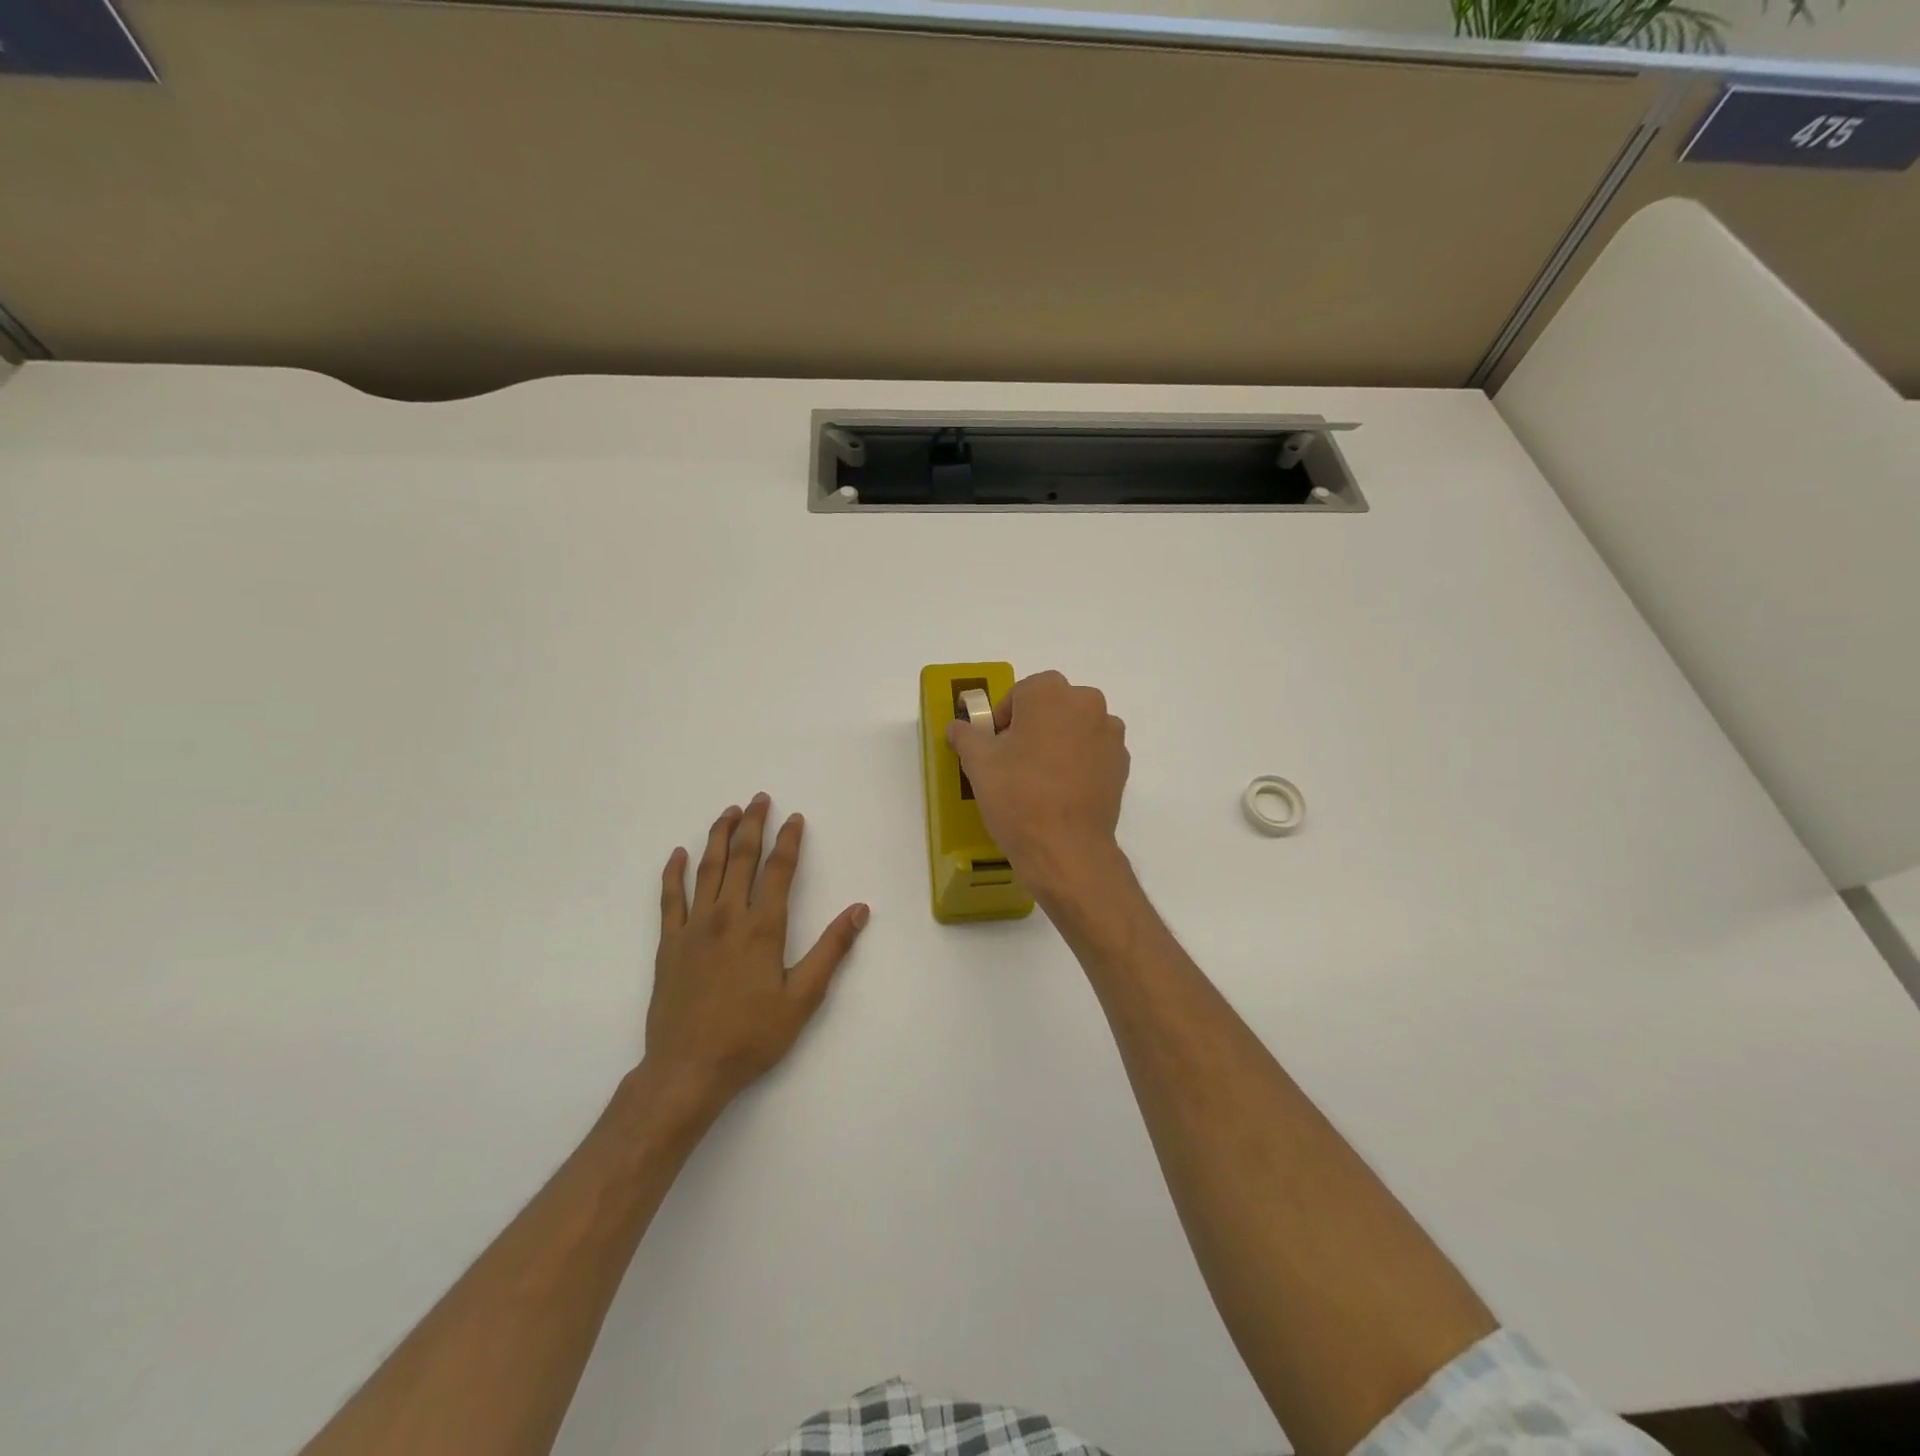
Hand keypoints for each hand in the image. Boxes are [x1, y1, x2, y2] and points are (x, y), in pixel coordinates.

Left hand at [645, 794, 869, 1117]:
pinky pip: (669, 898)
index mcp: (762, 927)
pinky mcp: (668, 943)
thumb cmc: (751, 1035)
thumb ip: (831, 950)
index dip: (789, 840)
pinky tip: (678, 854)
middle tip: (760, 799)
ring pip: (707, 869)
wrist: (688, 1069)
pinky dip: (673, 873)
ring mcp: (693, 927)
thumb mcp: (803, 997)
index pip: (779, 870)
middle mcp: (727, 916)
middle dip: (753, 825)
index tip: (795, 818)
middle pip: (741, 858)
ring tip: (728, 812)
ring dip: (718, 837)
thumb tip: (859, 910)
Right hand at [946, 670, 1129, 898]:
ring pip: (1076, 728)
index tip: (995, 747)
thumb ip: (966, 735)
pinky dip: (1079, 762)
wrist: (1065, 848)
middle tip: (1014, 761)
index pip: (1020, 693)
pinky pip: (1093, 752)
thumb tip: (957, 726)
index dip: (1003, 719)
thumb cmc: (1017, 795)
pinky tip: (1063, 791)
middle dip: (1034, 726)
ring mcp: (1110, 733)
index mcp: (1050, 693)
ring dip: (1059, 742)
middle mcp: (1087, 703)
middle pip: (1052, 706)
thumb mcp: (978, 762)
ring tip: (1040, 779)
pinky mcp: (1122, 763)